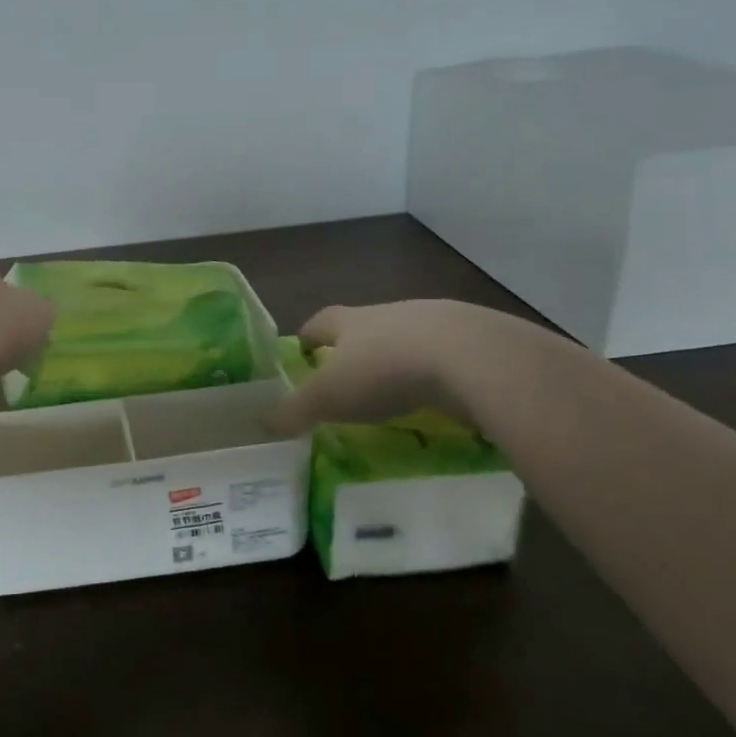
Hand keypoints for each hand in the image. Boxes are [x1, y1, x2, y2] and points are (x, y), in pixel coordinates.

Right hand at [270, 299, 492, 433]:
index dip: (309, 336)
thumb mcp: (328, 397)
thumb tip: (261, 422)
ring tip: (397, 391)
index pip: (321, 322)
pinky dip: (439, 375)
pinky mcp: (474, 343)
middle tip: (349, 378)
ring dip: (400, 360)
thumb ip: (295, 410)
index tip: (303, 351)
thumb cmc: (383, 371)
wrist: (469, 358)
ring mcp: (435, 324)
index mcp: (351, 321)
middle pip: (365, 327)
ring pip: (408, 339)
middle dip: (356, 349)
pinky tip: (442, 398)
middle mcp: (389, 314)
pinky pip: (447, 357)